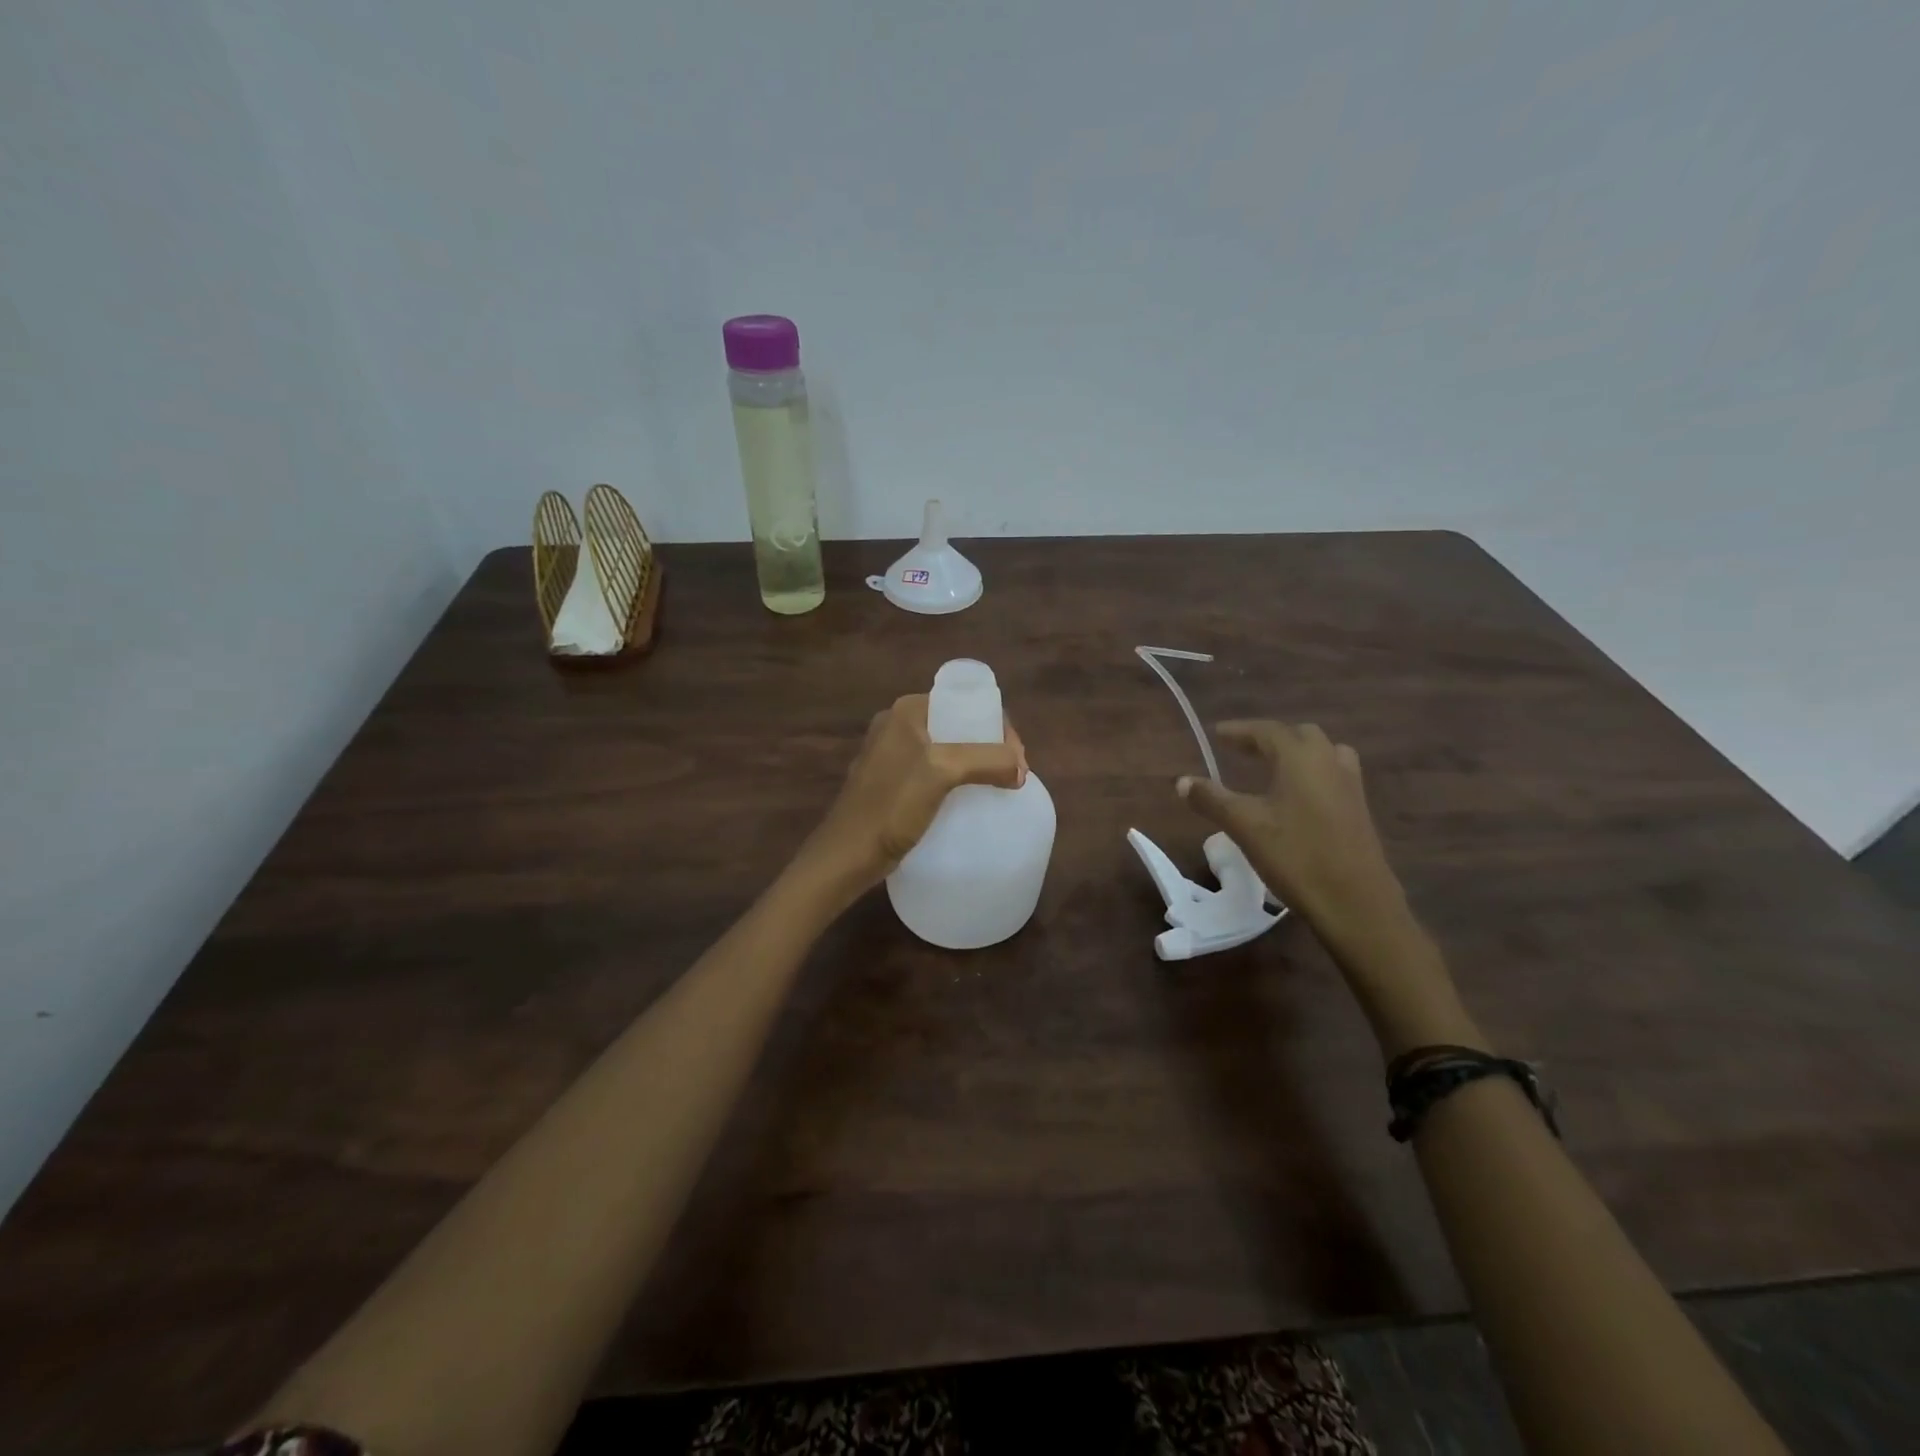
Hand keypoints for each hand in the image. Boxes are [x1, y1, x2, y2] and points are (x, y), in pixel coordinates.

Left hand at [800, 694, 1026, 900]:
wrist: (848, 855)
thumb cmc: (892, 806)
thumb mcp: (943, 771)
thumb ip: (987, 760)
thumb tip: (1020, 769)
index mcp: (908, 710)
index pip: (967, 703)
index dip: (999, 728)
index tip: (1017, 760)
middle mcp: (898, 723)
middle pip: (960, 725)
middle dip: (990, 747)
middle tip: (1012, 776)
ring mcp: (892, 752)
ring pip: (949, 749)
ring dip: (976, 764)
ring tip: (997, 788)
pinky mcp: (891, 780)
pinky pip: (934, 770)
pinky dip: (956, 779)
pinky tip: (968, 799)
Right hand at [1177, 721, 1404, 942]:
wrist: (1355, 903)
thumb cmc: (1296, 857)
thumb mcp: (1245, 827)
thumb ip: (1212, 799)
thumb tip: (1181, 781)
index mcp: (1301, 758)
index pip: (1267, 731)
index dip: (1240, 731)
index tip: (1218, 733)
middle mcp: (1329, 762)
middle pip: (1299, 736)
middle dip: (1269, 738)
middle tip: (1242, 750)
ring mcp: (1350, 785)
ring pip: (1323, 753)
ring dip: (1296, 753)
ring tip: (1274, 767)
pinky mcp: (1359, 809)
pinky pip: (1334, 774)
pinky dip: (1312, 772)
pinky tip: (1299, 796)